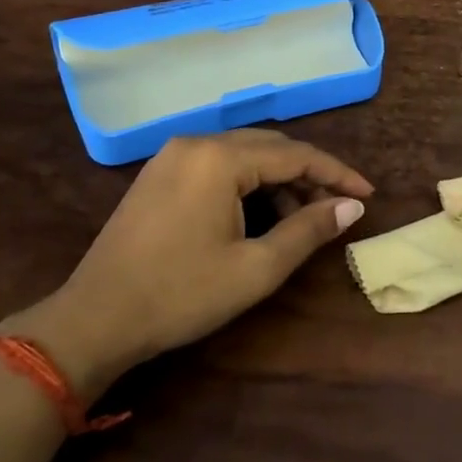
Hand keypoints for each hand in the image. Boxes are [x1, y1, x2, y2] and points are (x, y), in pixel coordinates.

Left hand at [1, 130, 371, 403]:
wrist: (94, 319)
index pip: (295, 154)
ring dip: (278, 179)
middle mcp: (196, 143)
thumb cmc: (180, 295)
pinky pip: (218, 165)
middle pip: (269, 147)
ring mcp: (172, 155)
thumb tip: (350, 207)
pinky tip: (260, 214)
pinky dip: (248, 183)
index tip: (367, 194)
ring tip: (302, 218)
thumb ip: (308, 230)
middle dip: (309, 173)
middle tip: (339, 205)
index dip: (336, 173)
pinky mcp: (159, 174)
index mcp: (220, 158)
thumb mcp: (255, 269)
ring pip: (243, 154)